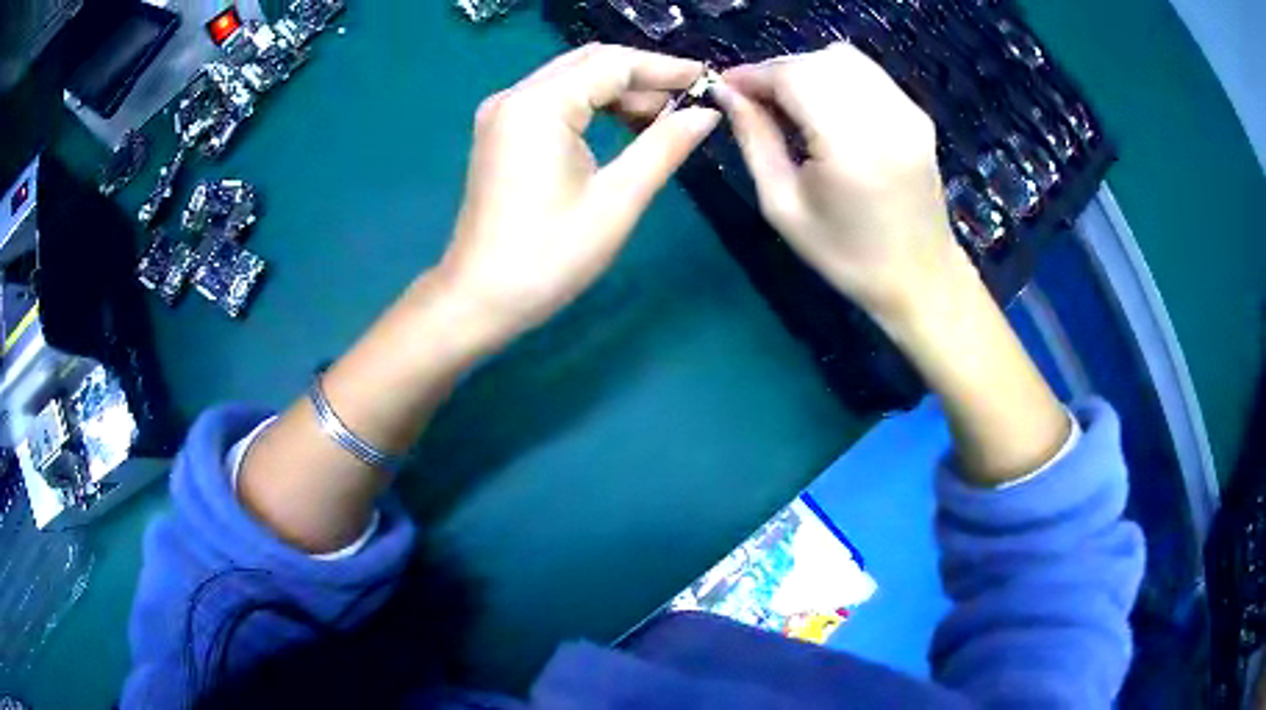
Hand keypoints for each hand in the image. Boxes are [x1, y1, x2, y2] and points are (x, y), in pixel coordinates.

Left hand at [436, 44, 720, 347]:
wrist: (480, 299)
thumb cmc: (549, 257)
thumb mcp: (617, 200)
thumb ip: (664, 146)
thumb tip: (707, 113)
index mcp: (539, 105)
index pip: (613, 64)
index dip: (665, 68)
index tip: (708, 80)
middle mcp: (515, 95)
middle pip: (591, 62)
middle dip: (643, 76)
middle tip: (690, 101)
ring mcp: (503, 112)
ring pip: (573, 78)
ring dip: (619, 90)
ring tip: (663, 119)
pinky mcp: (501, 131)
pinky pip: (555, 99)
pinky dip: (593, 104)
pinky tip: (623, 126)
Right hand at [716, 43, 970, 327]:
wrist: (920, 277)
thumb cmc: (846, 255)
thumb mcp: (783, 205)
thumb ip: (754, 139)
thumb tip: (727, 94)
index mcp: (851, 147)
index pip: (793, 76)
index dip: (754, 74)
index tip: (726, 88)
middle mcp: (885, 118)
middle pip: (817, 61)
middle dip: (777, 71)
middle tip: (755, 101)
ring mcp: (908, 112)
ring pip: (843, 58)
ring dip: (806, 70)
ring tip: (789, 103)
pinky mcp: (917, 115)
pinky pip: (867, 73)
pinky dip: (836, 78)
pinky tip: (825, 108)